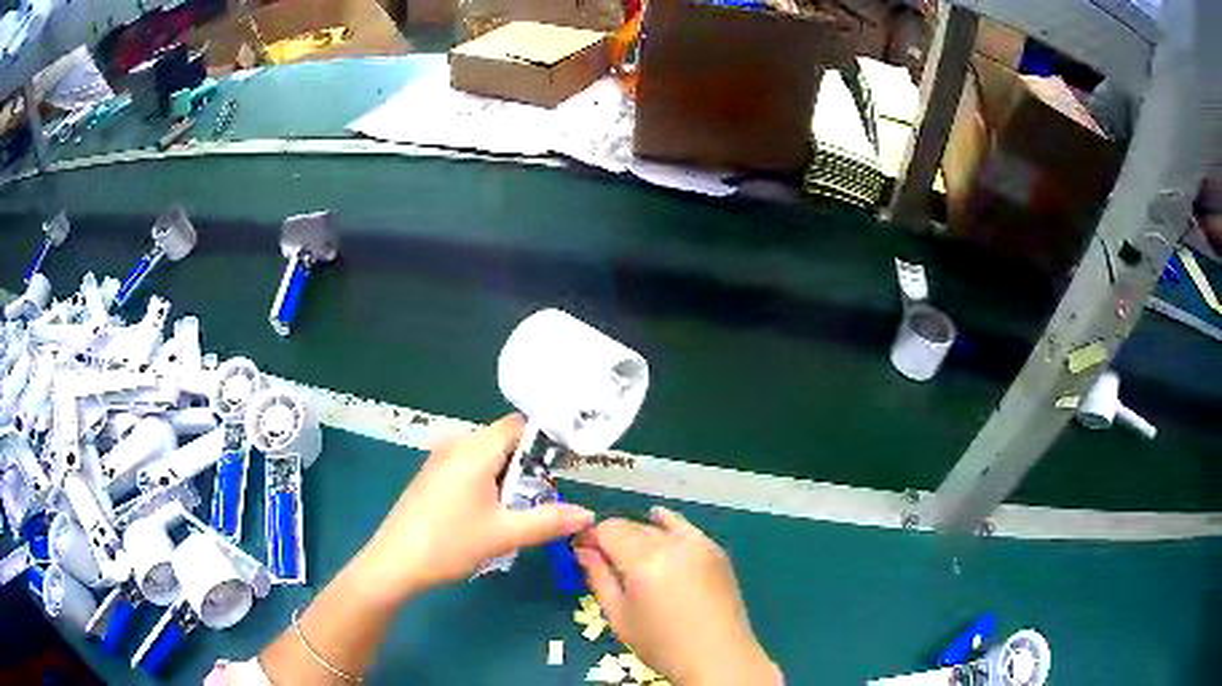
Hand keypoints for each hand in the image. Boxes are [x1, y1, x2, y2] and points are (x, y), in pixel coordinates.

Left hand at [353, 414, 593, 604]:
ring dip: (508, 478)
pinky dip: (488, 483)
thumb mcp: (504, 535)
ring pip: (487, 456)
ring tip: (519, 511)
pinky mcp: (431, 477)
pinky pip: (469, 467)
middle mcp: (456, 445)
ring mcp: (440, 460)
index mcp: (474, 450)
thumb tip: (588, 514)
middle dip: (528, 466)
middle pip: (503, 440)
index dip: (545, 440)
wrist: (395, 563)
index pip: (518, 425)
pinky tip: (489, 514)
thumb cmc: (449, 544)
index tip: (564, 466)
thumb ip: (549, 521)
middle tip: (543, 498)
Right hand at [574, 507, 781, 685]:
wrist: (717, 657)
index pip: (609, 530)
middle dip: (613, 538)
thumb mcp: (619, 617)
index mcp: (644, 562)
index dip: (591, 537)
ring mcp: (698, 544)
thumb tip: (582, 549)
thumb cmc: (661, 645)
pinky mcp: (715, 550)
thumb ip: (598, 578)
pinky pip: (685, 528)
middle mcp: (672, 544)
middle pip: (632, 526)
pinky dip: (668, 524)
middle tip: (603, 559)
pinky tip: (659, 520)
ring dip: (638, 535)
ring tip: (631, 555)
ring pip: (657, 527)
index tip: (580, 550)